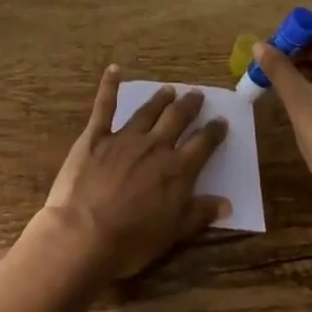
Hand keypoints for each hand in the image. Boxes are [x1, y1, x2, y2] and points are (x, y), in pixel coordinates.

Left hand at [43, 67, 229, 279]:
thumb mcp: (173, 235)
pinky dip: (109, 86)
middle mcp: (155, 146)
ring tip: (169, 89)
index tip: (221, 121)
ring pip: (147, 111)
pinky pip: (104, 106)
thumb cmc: (131, 241)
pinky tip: (114, 69)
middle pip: (177, 119)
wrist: (84, 233)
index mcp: (177, 170)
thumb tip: (227, 203)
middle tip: (197, 94)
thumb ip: (199, 214)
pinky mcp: (96, 136)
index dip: (214, 132)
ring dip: (160, 99)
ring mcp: (125, 137)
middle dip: (189, 106)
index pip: (203, 144)